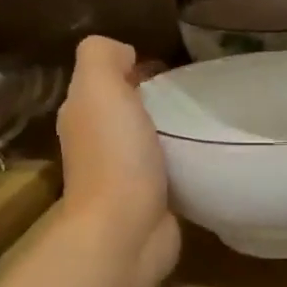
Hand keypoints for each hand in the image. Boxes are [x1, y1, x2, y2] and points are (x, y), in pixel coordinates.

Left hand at [57, 37, 179, 286]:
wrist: (127, 231)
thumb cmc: (115, 156)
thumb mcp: (99, 88)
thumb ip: (103, 57)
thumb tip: (125, 55)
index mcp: (82, 113)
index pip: (107, 79)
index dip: (134, 68)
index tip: (170, 70)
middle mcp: (97, 142)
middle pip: (129, 109)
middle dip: (158, 99)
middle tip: (195, 96)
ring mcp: (123, 175)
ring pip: (149, 139)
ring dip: (173, 131)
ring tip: (204, 122)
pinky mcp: (149, 200)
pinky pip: (168, 169)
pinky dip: (182, 160)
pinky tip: (203, 154)